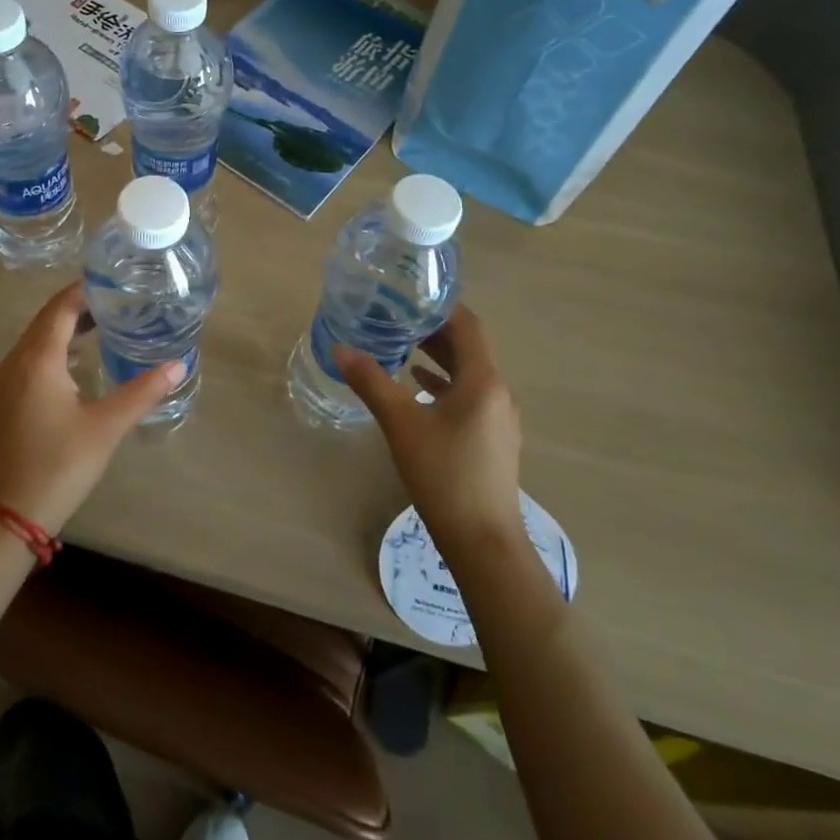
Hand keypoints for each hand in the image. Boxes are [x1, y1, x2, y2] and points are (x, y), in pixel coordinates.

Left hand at [0, 281, 184, 534]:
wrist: (10, 513)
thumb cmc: (60, 464)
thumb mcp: (107, 426)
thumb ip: (143, 391)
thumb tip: (178, 364)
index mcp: (38, 359)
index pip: (61, 307)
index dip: (85, 290)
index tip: (114, 280)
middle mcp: (17, 361)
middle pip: (47, 319)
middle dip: (78, 305)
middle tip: (116, 298)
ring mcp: (7, 380)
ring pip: (37, 338)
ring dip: (65, 326)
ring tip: (103, 321)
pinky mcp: (7, 398)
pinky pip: (31, 356)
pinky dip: (55, 347)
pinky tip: (79, 359)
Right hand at [334, 307, 525, 562]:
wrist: (483, 541)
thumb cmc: (444, 474)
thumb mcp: (401, 423)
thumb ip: (371, 382)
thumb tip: (341, 348)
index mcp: (483, 380)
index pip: (468, 325)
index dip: (440, 307)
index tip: (407, 297)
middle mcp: (498, 392)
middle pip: (469, 348)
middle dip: (434, 331)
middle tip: (395, 318)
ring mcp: (499, 418)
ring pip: (468, 374)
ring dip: (438, 357)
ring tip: (402, 347)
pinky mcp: (493, 440)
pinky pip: (469, 397)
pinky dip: (444, 384)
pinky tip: (418, 388)